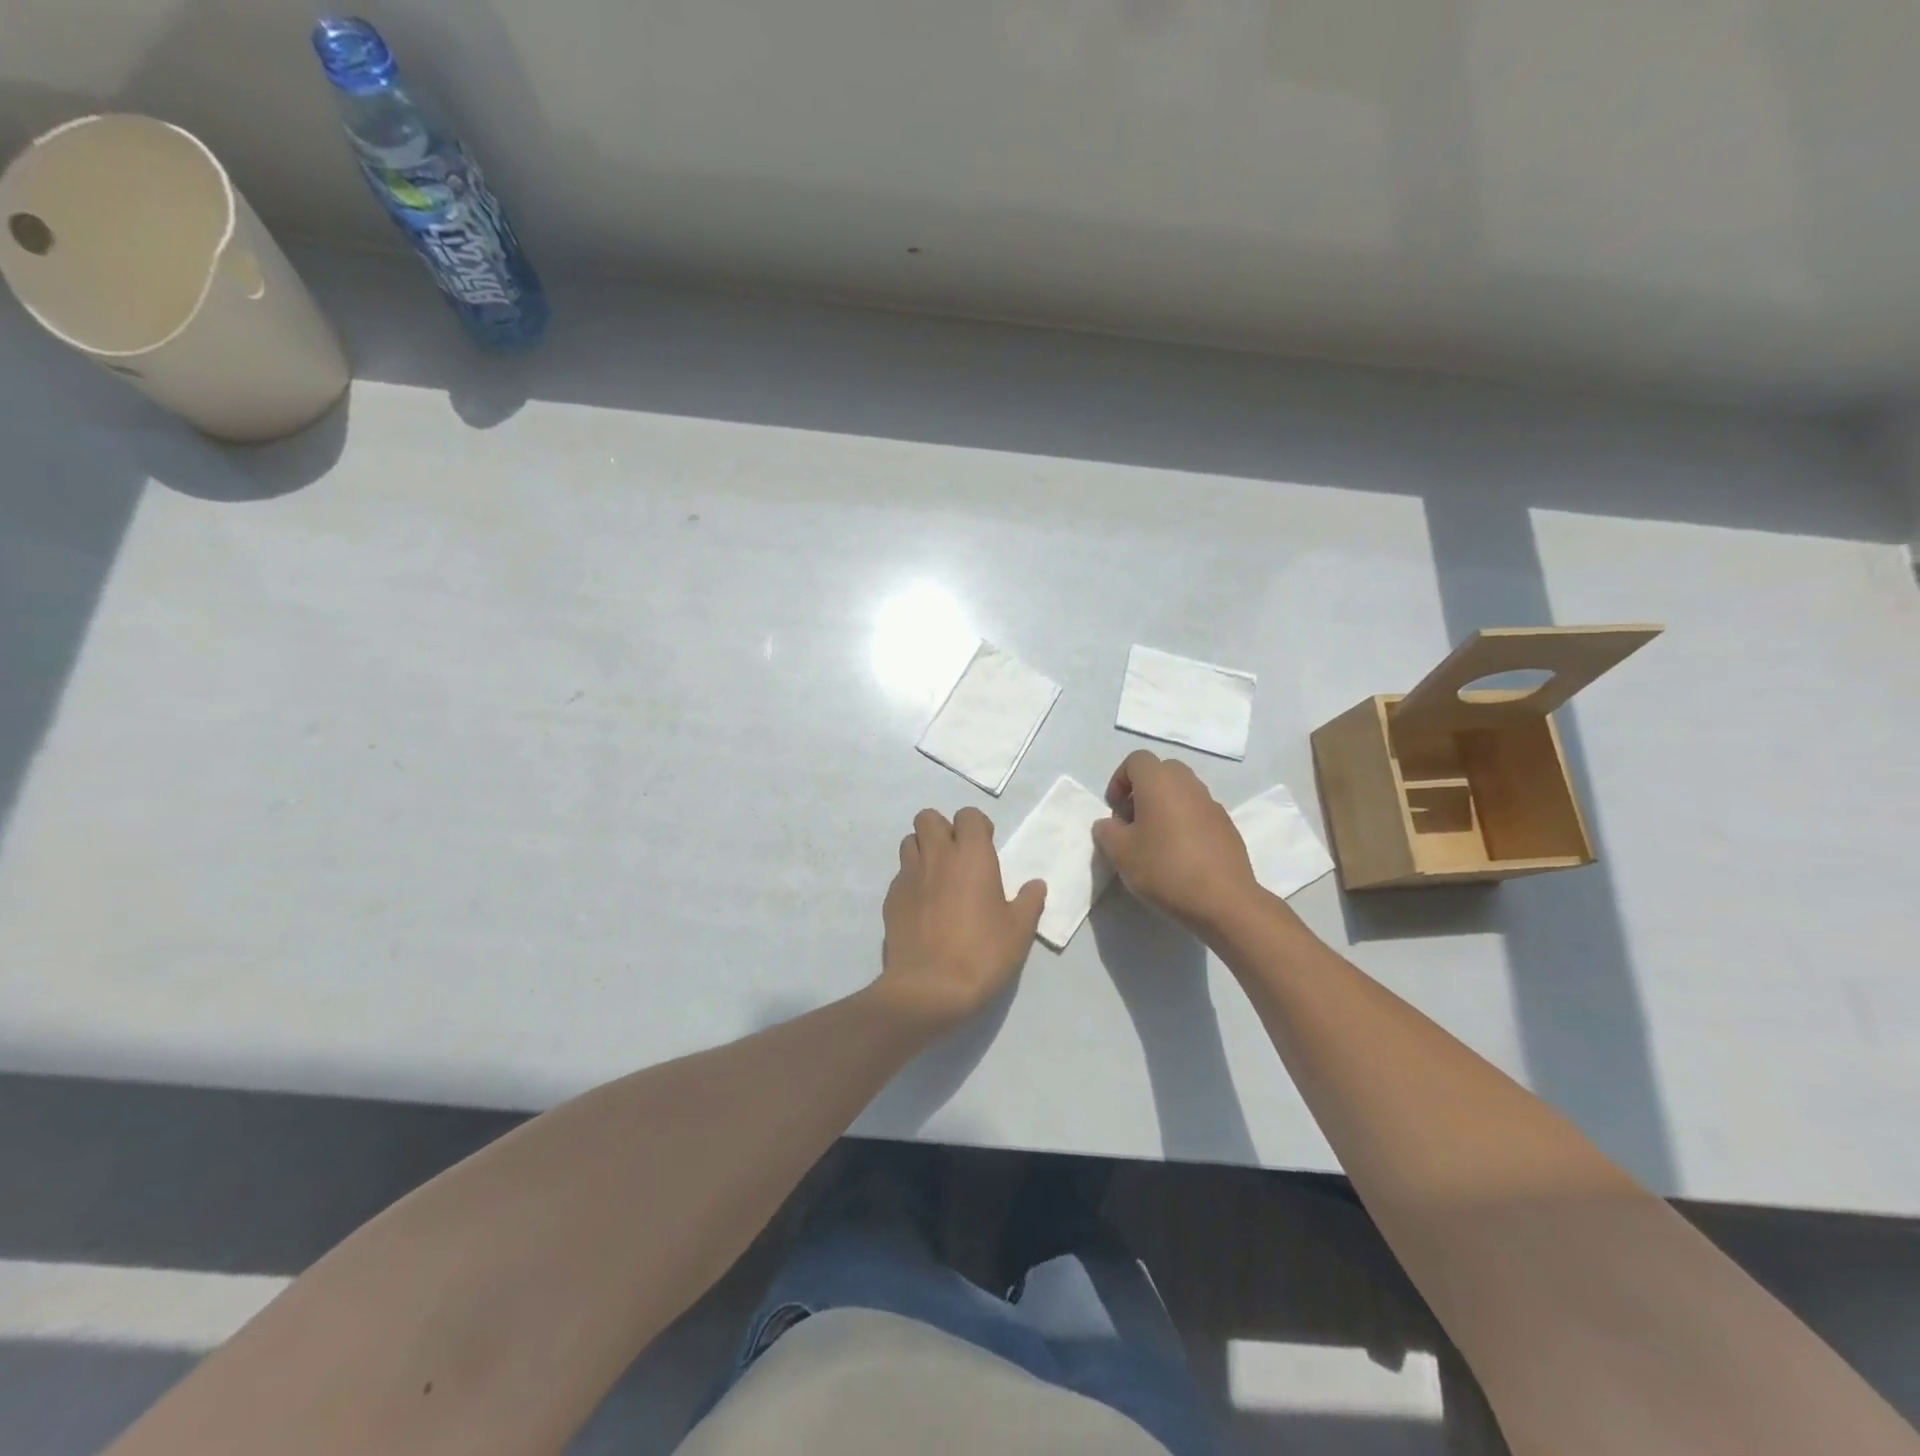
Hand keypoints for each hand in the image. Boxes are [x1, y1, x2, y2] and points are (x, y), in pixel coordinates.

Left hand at [876, 807, 1046, 1028]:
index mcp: (972, 856)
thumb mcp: (1019, 931)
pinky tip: (922, 906)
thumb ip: (1029, 902)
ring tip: (938, 877)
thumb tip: (1036, 885)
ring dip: (923, 850)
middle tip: (958, 857)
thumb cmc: (982, 954)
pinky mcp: (891, 898)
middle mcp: (937, 856)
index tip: (986, 847)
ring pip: (909, 842)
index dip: (977, 826)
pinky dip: (911, 880)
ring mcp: (909, 876)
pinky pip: (900, 875)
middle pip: (928, 818)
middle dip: (942, 829)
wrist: (929, 988)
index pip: (968, 815)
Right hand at [1093, 750, 1259, 932]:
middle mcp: (1188, 784)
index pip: (1136, 760)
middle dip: (1143, 790)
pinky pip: (1198, 811)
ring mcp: (1212, 804)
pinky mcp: (1227, 826)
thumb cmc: (1165, 869)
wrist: (1224, 900)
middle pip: (1162, 771)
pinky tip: (1180, 854)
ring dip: (1165, 805)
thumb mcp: (1120, 854)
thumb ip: (1106, 831)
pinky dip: (1185, 821)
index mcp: (1160, 782)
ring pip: (1182, 791)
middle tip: (1133, 822)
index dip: (1119, 780)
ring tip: (1155, 840)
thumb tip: (1110, 825)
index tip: (1115, 810)